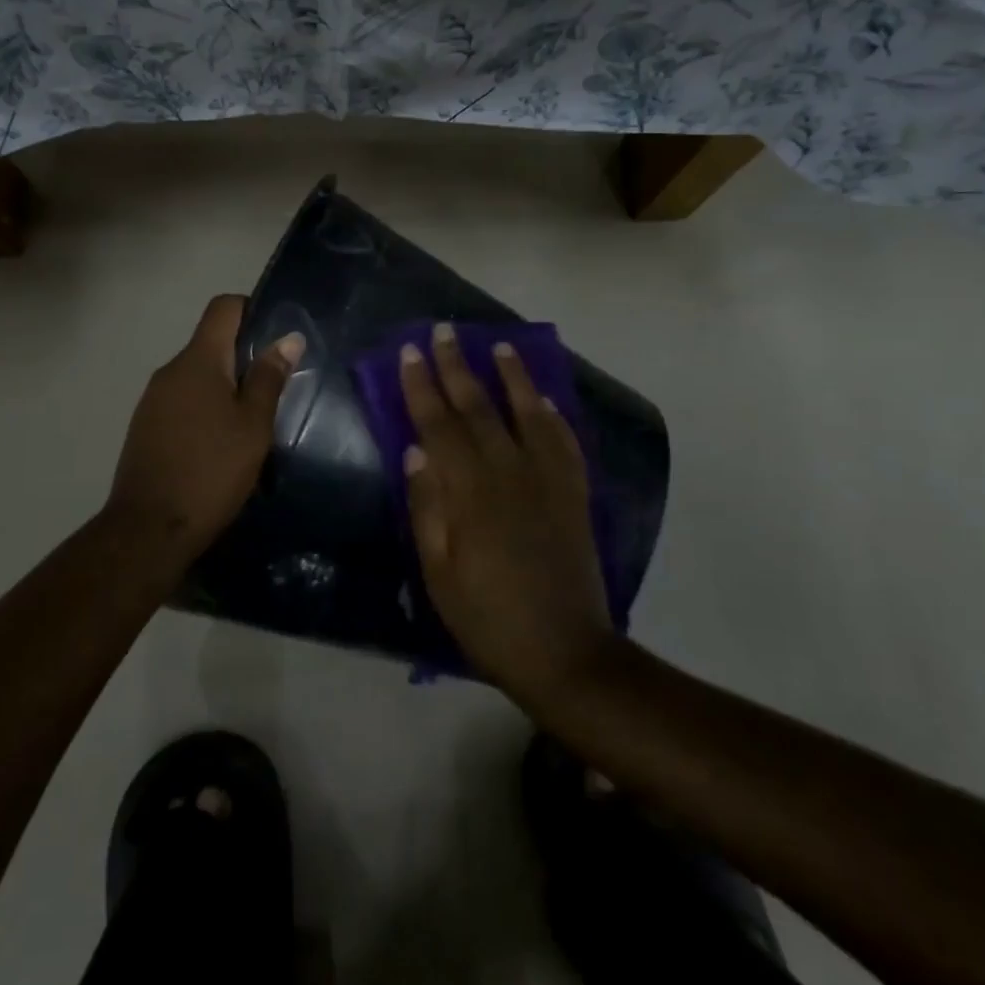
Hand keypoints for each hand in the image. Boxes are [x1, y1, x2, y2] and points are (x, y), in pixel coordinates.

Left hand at [106, 294, 303, 564]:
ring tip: (252, 419)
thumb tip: (288, 338)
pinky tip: (221, 441)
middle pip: (210, 342)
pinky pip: (182, 400)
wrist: (149, 528)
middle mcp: (170, 370)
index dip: (252, 309)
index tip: (277, 336)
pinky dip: (205, 407)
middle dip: (244, 356)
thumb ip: (270, 378)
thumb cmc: (211, 471)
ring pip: (197, 375)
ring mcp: (153, 399)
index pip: (223, 308)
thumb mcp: (253, 426)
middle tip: (276, 386)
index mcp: (198, 361)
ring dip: (225, 385)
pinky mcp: (146, 425)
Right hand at [400, 323, 614, 703]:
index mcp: (470, 493)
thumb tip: (414, 452)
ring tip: (500, 345)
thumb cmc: (486, 618)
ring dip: (511, 377)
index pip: (439, 425)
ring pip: (527, 413)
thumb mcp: (438, 572)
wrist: (564, 652)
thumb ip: (427, 508)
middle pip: (479, 408)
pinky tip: (544, 398)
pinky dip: (553, 414)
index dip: (422, 387)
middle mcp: (510, 474)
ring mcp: (548, 481)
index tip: (411, 352)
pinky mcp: (574, 494)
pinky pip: (564, 441)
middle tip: (445, 331)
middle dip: (458, 367)